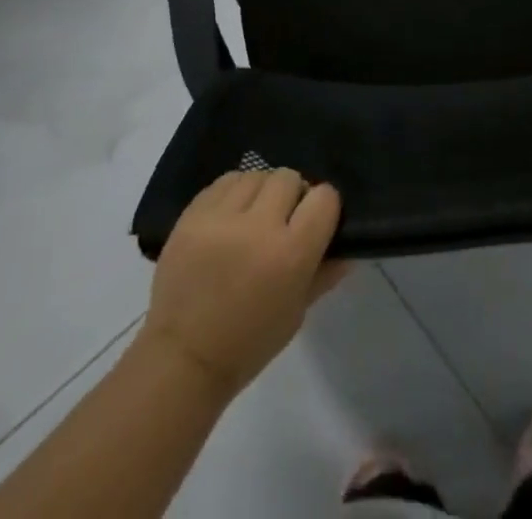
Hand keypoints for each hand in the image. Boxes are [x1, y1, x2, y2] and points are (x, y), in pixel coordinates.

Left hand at [142, 169, 348, 397]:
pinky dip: (235, 192)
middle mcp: (258, 226)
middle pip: (289, 177)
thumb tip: (348, 247)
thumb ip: (324, 273)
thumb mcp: (296, 313)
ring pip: (257, 174)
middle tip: (283, 219)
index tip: (316, 219)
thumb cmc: (248, 343)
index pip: (324, 198)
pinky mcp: (193, 212)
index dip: (324, 206)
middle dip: (292, 195)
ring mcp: (221, 216)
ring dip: (262, 191)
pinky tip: (231, 214)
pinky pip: (225, 181)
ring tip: (254, 216)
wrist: (182, 357)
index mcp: (290, 254)